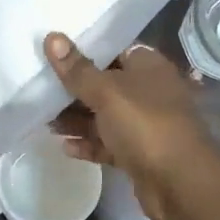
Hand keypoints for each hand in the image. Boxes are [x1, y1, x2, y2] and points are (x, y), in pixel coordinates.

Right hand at [44, 32, 219, 219]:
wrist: (179, 183)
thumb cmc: (144, 124)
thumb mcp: (107, 92)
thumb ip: (77, 69)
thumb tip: (51, 37)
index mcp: (148, 68)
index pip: (114, 50)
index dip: (85, 51)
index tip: (54, 52)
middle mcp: (149, 92)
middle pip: (105, 85)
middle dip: (74, 90)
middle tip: (39, 88)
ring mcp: (145, 125)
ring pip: (104, 117)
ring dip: (76, 119)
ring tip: (43, 120)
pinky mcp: (138, 154)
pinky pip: (108, 144)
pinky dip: (88, 144)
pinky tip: (64, 146)